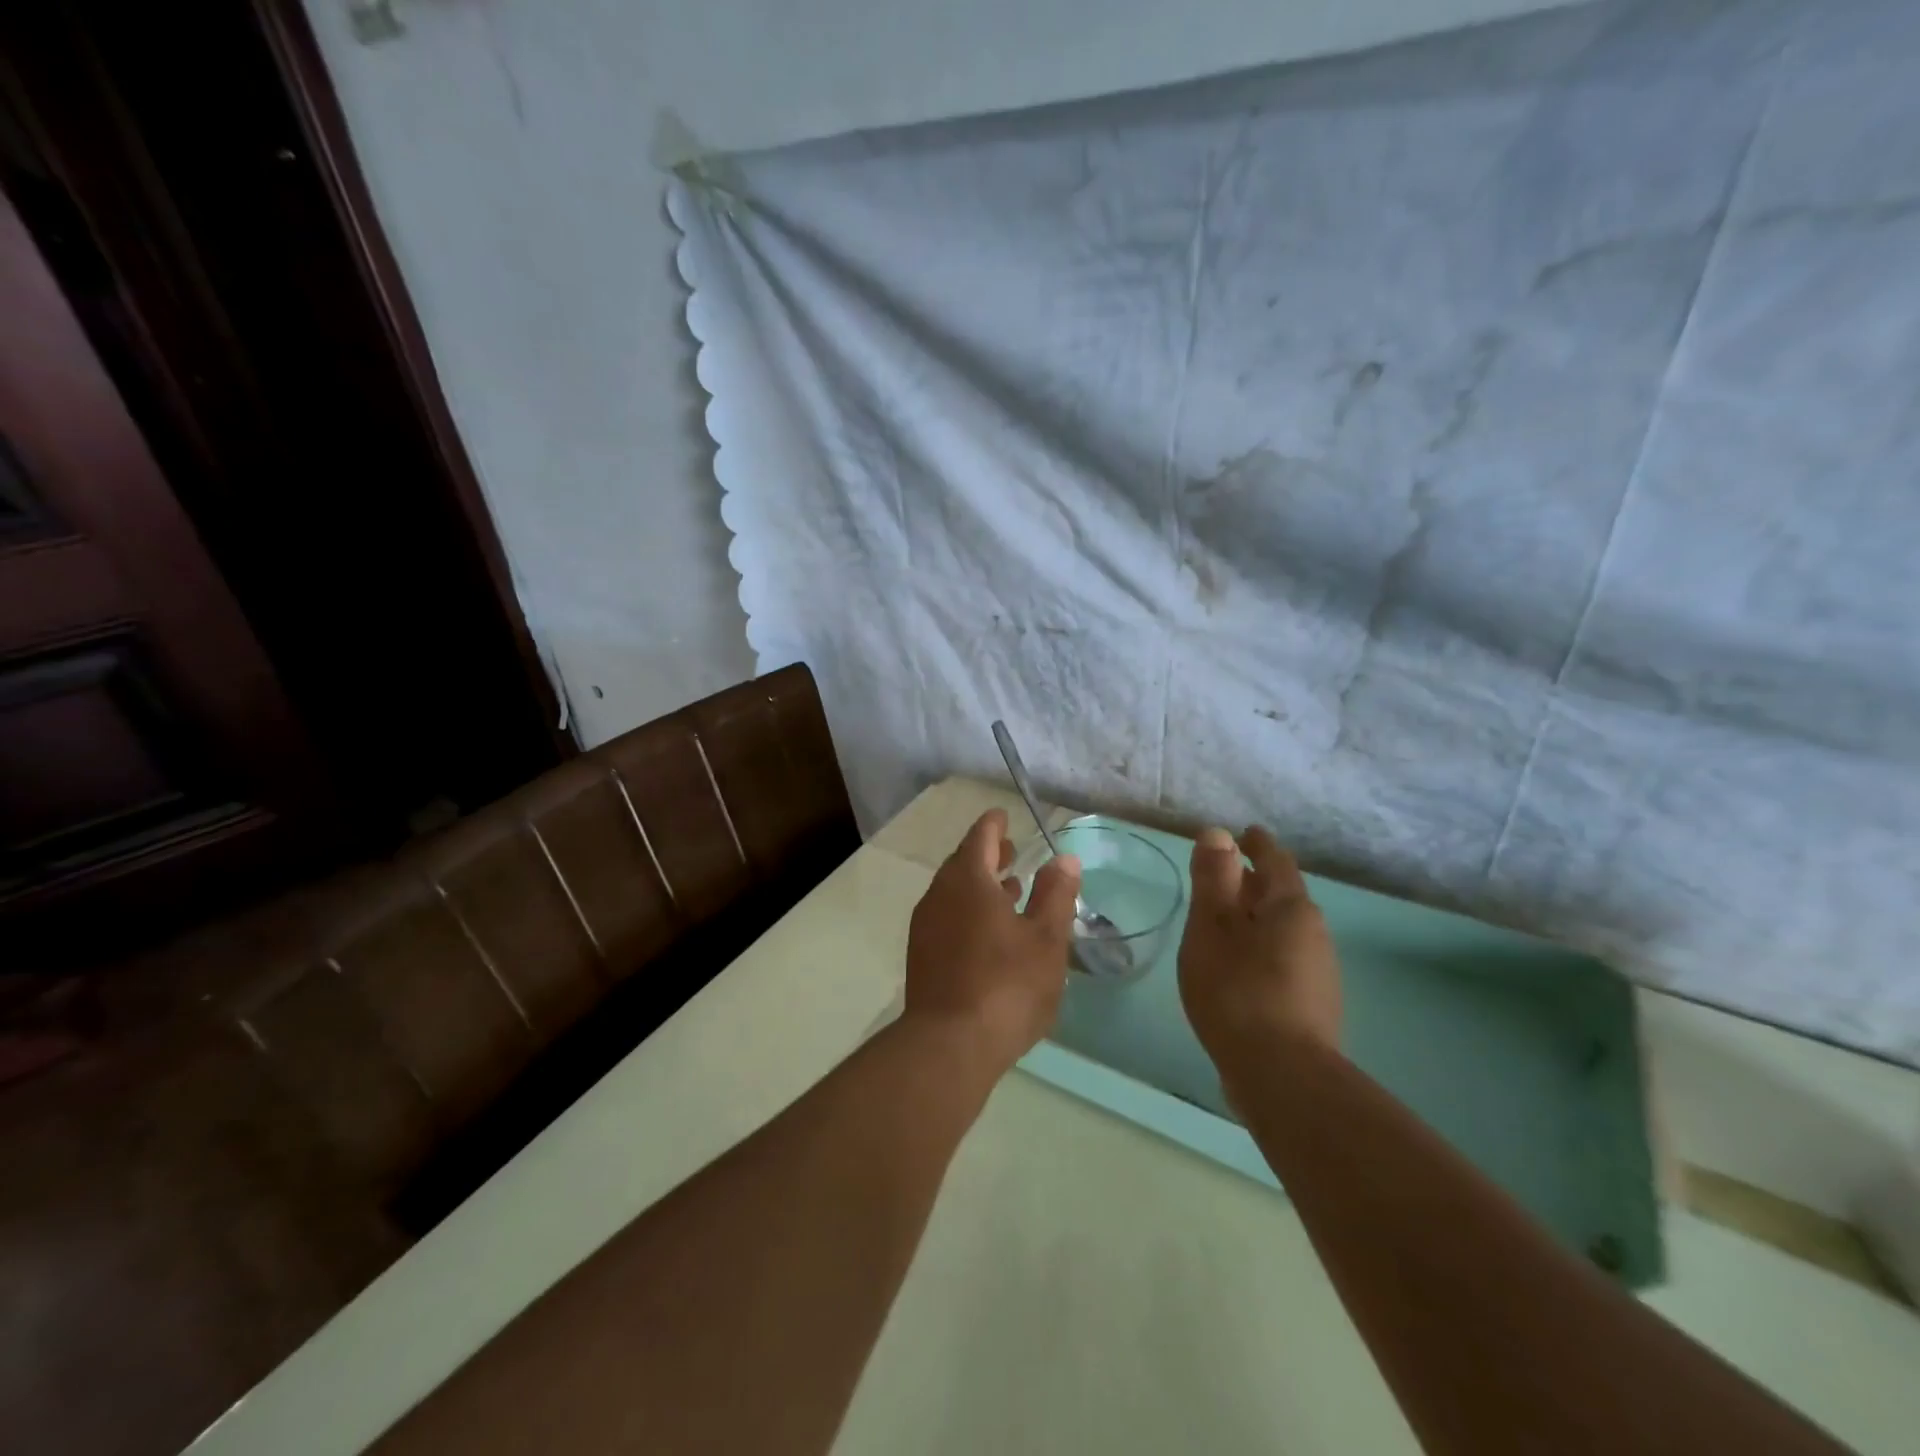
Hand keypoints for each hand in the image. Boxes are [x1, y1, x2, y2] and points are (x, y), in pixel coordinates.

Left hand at [904, 808, 1080, 1073]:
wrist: (949, 1045)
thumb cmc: (1007, 985)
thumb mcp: (1046, 939)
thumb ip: (1056, 894)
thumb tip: (1063, 858)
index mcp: (968, 879)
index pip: (981, 837)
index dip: (995, 825)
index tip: (1005, 816)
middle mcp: (940, 894)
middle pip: (963, 862)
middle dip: (988, 855)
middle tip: (1013, 853)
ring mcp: (926, 926)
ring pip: (954, 892)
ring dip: (980, 886)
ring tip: (1009, 891)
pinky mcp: (921, 956)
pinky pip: (947, 917)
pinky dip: (968, 911)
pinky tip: (989, 933)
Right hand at [1178, 826, 1341, 1074]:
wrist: (1282, 1078)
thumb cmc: (1237, 991)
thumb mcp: (1211, 928)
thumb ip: (1214, 879)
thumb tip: (1218, 833)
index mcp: (1291, 908)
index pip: (1275, 861)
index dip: (1257, 845)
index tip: (1244, 834)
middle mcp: (1314, 933)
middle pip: (1281, 896)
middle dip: (1253, 884)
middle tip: (1222, 878)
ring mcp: (1319, 972)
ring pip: (1282, 930)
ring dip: (1255, 919)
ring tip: (1223, 924)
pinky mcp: (1313, 1005)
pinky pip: (1283, 959)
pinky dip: (1260, 949)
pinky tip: (1238, 969)